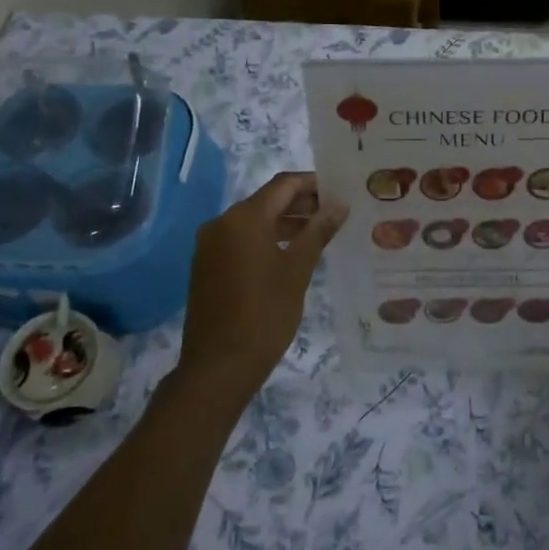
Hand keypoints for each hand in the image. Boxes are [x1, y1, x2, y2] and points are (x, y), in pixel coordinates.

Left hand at [174, 172, 345, 409]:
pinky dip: (267, 240)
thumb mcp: (298, 270)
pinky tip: (292, 254)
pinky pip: (242, 240)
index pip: (283, 185)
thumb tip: (339, 204)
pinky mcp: (208, 266)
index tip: (340, 189)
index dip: (313, 183)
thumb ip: (318, 231)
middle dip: (302, 204)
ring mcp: (210, 245)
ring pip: (254, 222)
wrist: (219, 366)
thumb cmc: (265, 314)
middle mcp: (222, 223)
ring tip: (321, 234)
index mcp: (244, 218)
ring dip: (286, 223)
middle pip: (268, 201)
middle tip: (336, 213)